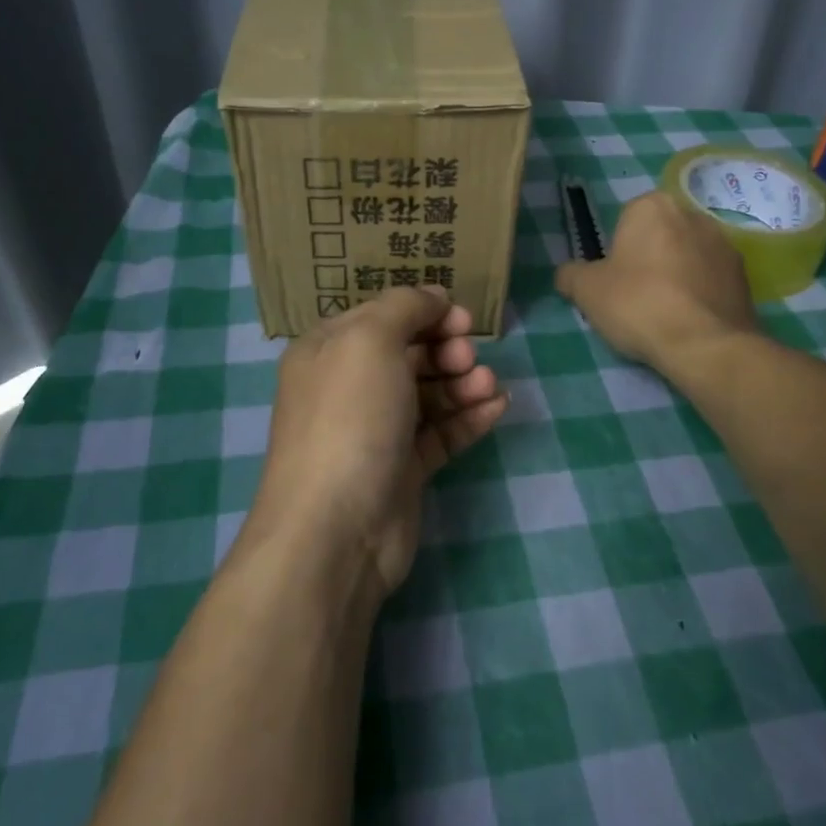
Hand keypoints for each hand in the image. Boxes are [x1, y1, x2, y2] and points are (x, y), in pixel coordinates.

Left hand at [248, 287, 506, 597]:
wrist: (336, 529)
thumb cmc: (349, 418)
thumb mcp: (370, 340)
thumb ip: (405, 306)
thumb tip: (433, 296)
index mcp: (329, 350)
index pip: (381, 316)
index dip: (423, 311)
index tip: (460, 317)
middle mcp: (349, 386)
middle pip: (408, 353)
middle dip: (445, 348)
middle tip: (467, 357)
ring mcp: (376, 430)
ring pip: (428, 393)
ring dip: (461, 383)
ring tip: (487, 386)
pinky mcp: (402, 469)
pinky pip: (440, 432)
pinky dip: (468, 417)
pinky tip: (497, 407)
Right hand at [555, 191, 755, 372]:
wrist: (704, 343)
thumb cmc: (637, 304)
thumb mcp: (586, 291)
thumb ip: (571, 275)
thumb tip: (567, 274)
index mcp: (652, 206)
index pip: (625, 221)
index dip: (616, 251)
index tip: (613, 281)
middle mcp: (692, 214)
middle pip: (659, 235)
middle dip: (648, 259)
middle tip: (635, 297)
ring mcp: (724, 244)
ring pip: (686, 256)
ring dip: (676, 275)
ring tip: (664, 313)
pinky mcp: (745, 275)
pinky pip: (710, 279)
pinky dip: (699, 293)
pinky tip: (688, 321)